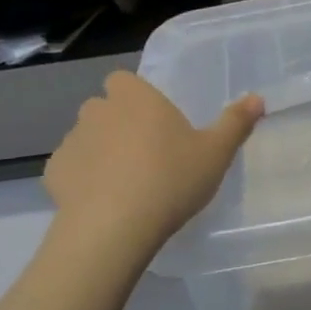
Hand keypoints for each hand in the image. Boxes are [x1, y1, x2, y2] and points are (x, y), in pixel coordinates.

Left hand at [43, 72, 263, 258]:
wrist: (113, 229)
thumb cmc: (169, 180)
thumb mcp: (215, 154)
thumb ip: (235, 123)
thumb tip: (257, 98)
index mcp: (135, 96)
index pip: (124, 80)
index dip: (136, 97)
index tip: (154, 121)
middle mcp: (98, 109)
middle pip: (104, 108)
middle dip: (117, 124)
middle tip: (144, 154)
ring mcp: (71, 140)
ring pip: (85, 137)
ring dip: (98, 151)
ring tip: (122, 184)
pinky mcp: (53, 173)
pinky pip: (69, 168)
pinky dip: (80, 180)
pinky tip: (98, 203)